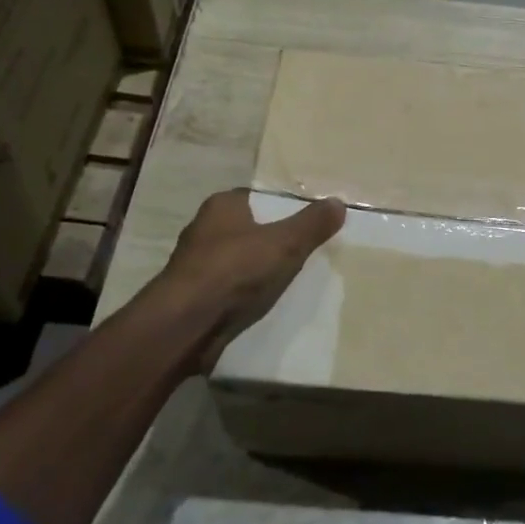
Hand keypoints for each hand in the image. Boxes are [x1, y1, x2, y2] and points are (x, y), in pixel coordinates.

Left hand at [155, 189, 345, 372]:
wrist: (186, 325)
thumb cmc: (234, 271)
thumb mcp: (285, 243)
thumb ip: (312, 224)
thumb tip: (338, 202)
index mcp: (221, 206)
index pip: (257, 198)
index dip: (282, 208)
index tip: (306, 222)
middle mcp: (204, 230)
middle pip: (248, 229)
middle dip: (272, 240)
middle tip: (305, 251)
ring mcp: (195, 265)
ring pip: (237, 261)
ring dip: (258, 271)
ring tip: (291, 280)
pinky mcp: (193, 297)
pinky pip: (229, 290)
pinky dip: (245, 295)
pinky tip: (266, 305)